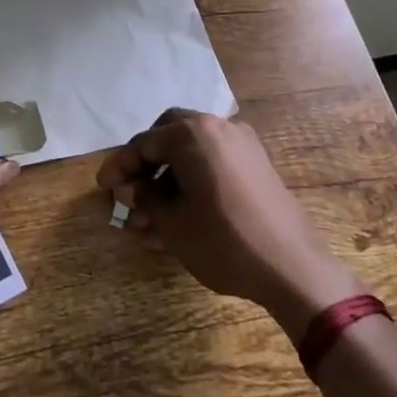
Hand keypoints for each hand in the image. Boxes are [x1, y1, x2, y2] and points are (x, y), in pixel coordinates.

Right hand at [96, 108, 364, 326]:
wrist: (294, 268)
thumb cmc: (223, 241)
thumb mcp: (172, 223)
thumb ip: (144, 199)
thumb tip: (131, 190)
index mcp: (192, 133)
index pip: (143, 144)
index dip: (119, 167)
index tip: (102, 188)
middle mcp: (217, 127)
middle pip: (167, 136)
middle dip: (145, 163)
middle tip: (129, 189)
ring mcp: (242, 145)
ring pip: (191, 152)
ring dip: (167, 178)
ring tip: (150, 216)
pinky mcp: (257, 167)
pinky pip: (213, 163)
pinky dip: (192, 180)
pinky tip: (179, 213)